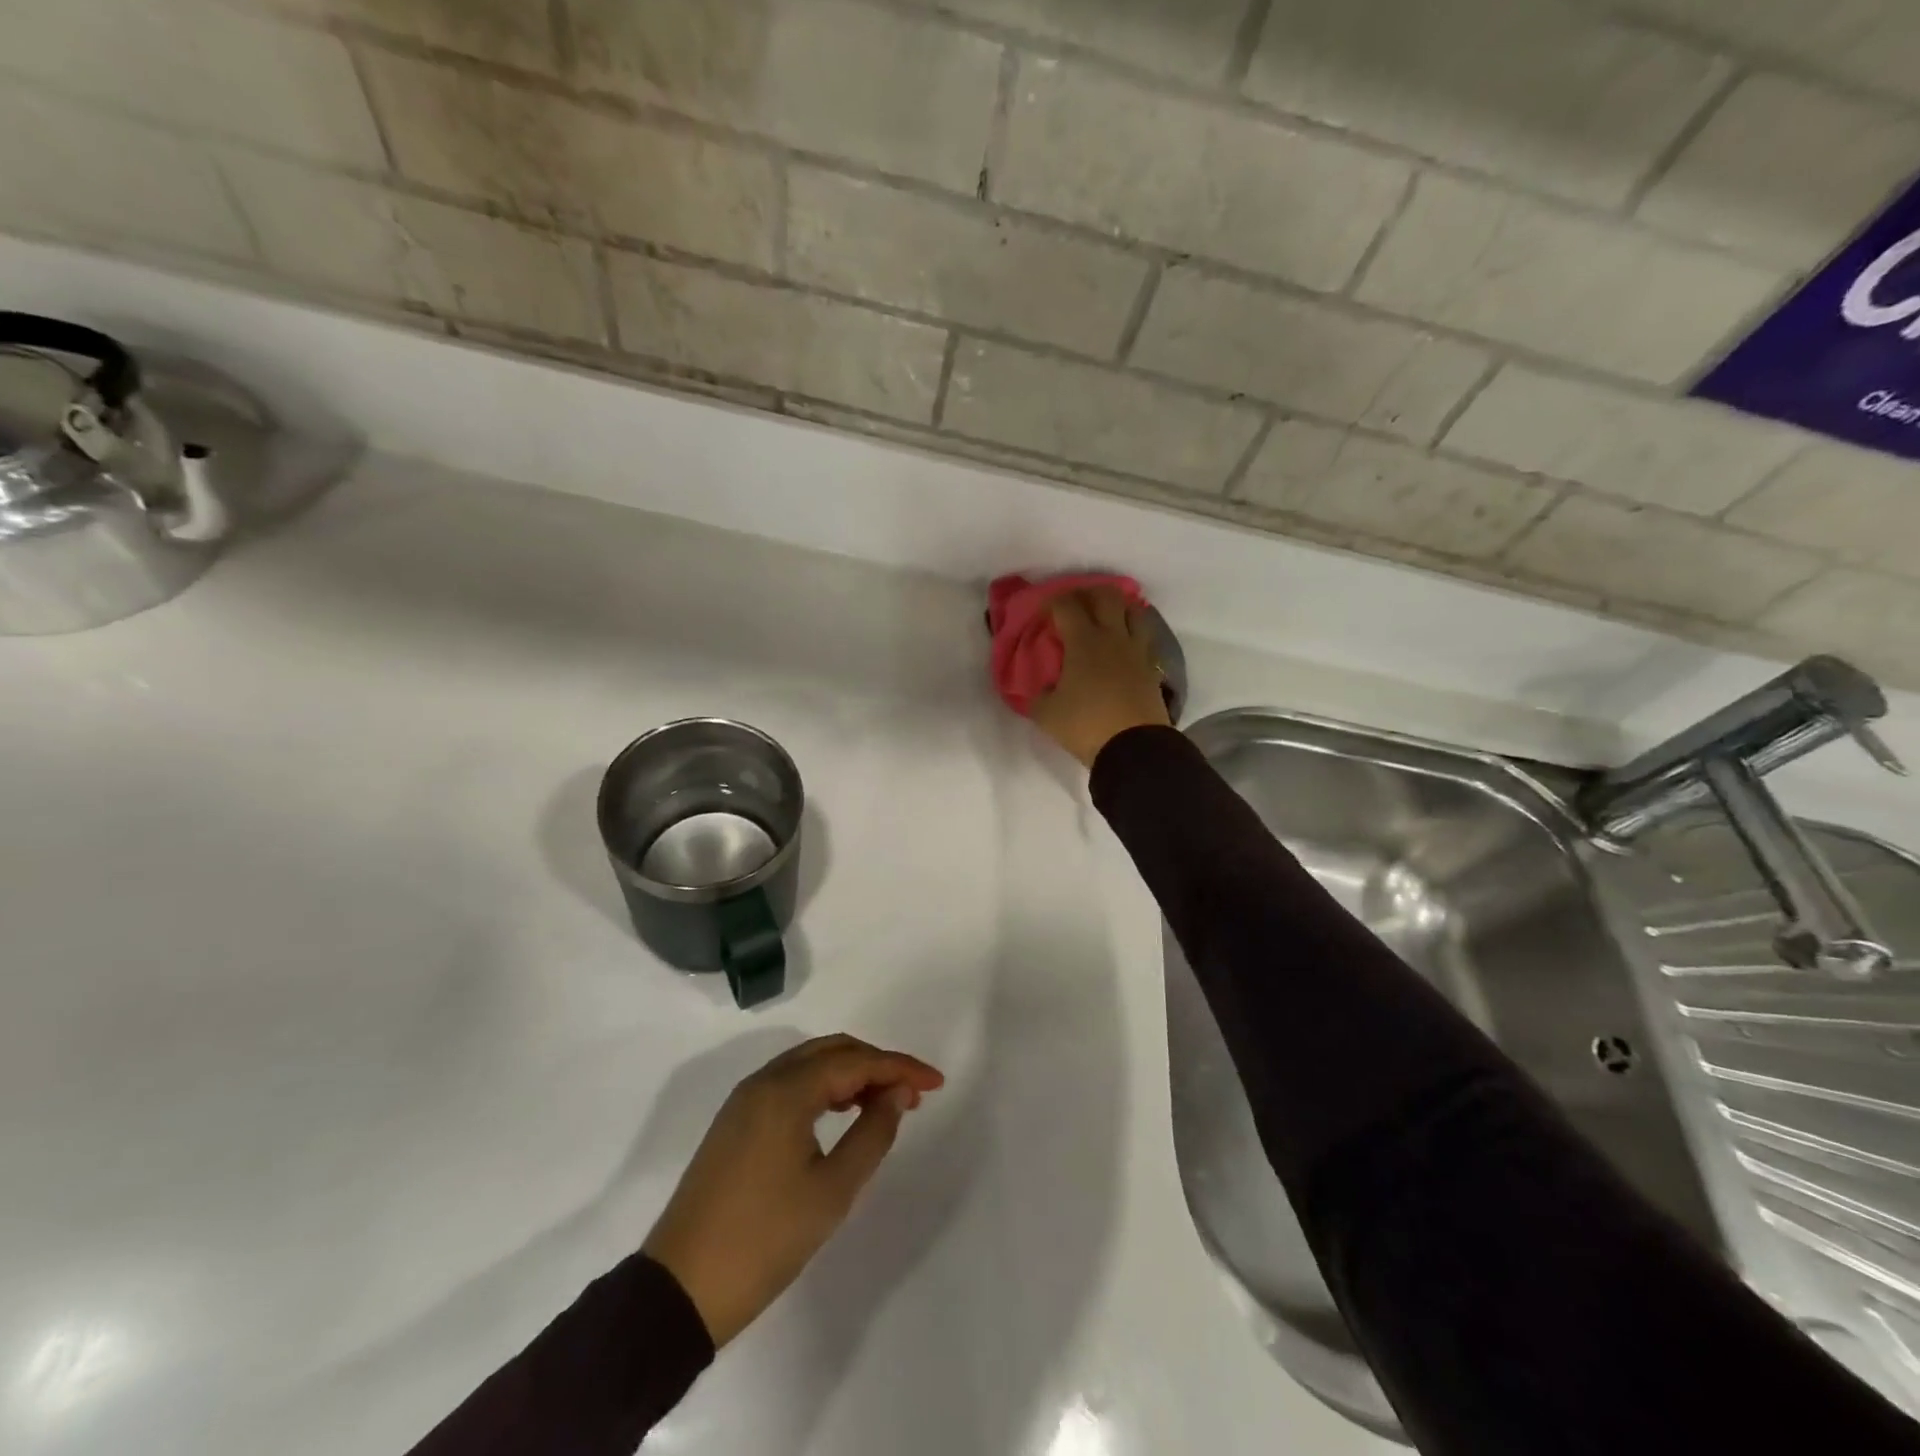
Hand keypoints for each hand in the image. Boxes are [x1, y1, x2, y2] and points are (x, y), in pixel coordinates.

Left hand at [642, 1035, 944, 1346]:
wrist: (680, 1288)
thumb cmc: (764, 1239)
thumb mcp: (832, 1191)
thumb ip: (872, 1134)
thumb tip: (896, 1095)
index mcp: (786, 1091)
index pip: (855, 1061)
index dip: (900, 1067)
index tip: (936, 1082)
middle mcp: (764, 1081)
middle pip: (832, 1051)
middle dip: (876, 1064)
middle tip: (912, 1093)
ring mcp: (745, 1100)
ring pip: (809, 1064)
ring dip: (850, 1073)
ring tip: (884, 1101)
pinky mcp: (736, 1121)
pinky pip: (790, 1083)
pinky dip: (823, 1087)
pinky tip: (841, 1111)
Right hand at [1031, 588, 1171, 767]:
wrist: (1135, 748)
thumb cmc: (1086, 726)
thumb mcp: (1046, 714)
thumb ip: (1037, 695)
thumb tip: (1040, 688)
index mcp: (1083, 642)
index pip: (1067, 606)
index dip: (1052, 602)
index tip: (1043, 612)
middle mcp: (1113, 637)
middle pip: (1107, 596)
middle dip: (1088, 593)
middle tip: (1076, 604)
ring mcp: (1137, 651)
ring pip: (1134, 611)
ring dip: (1118, 607)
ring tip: (1106, 618)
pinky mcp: (1152, 668)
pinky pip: (1144, 638)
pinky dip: (1133, 633)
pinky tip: (1123, 645)